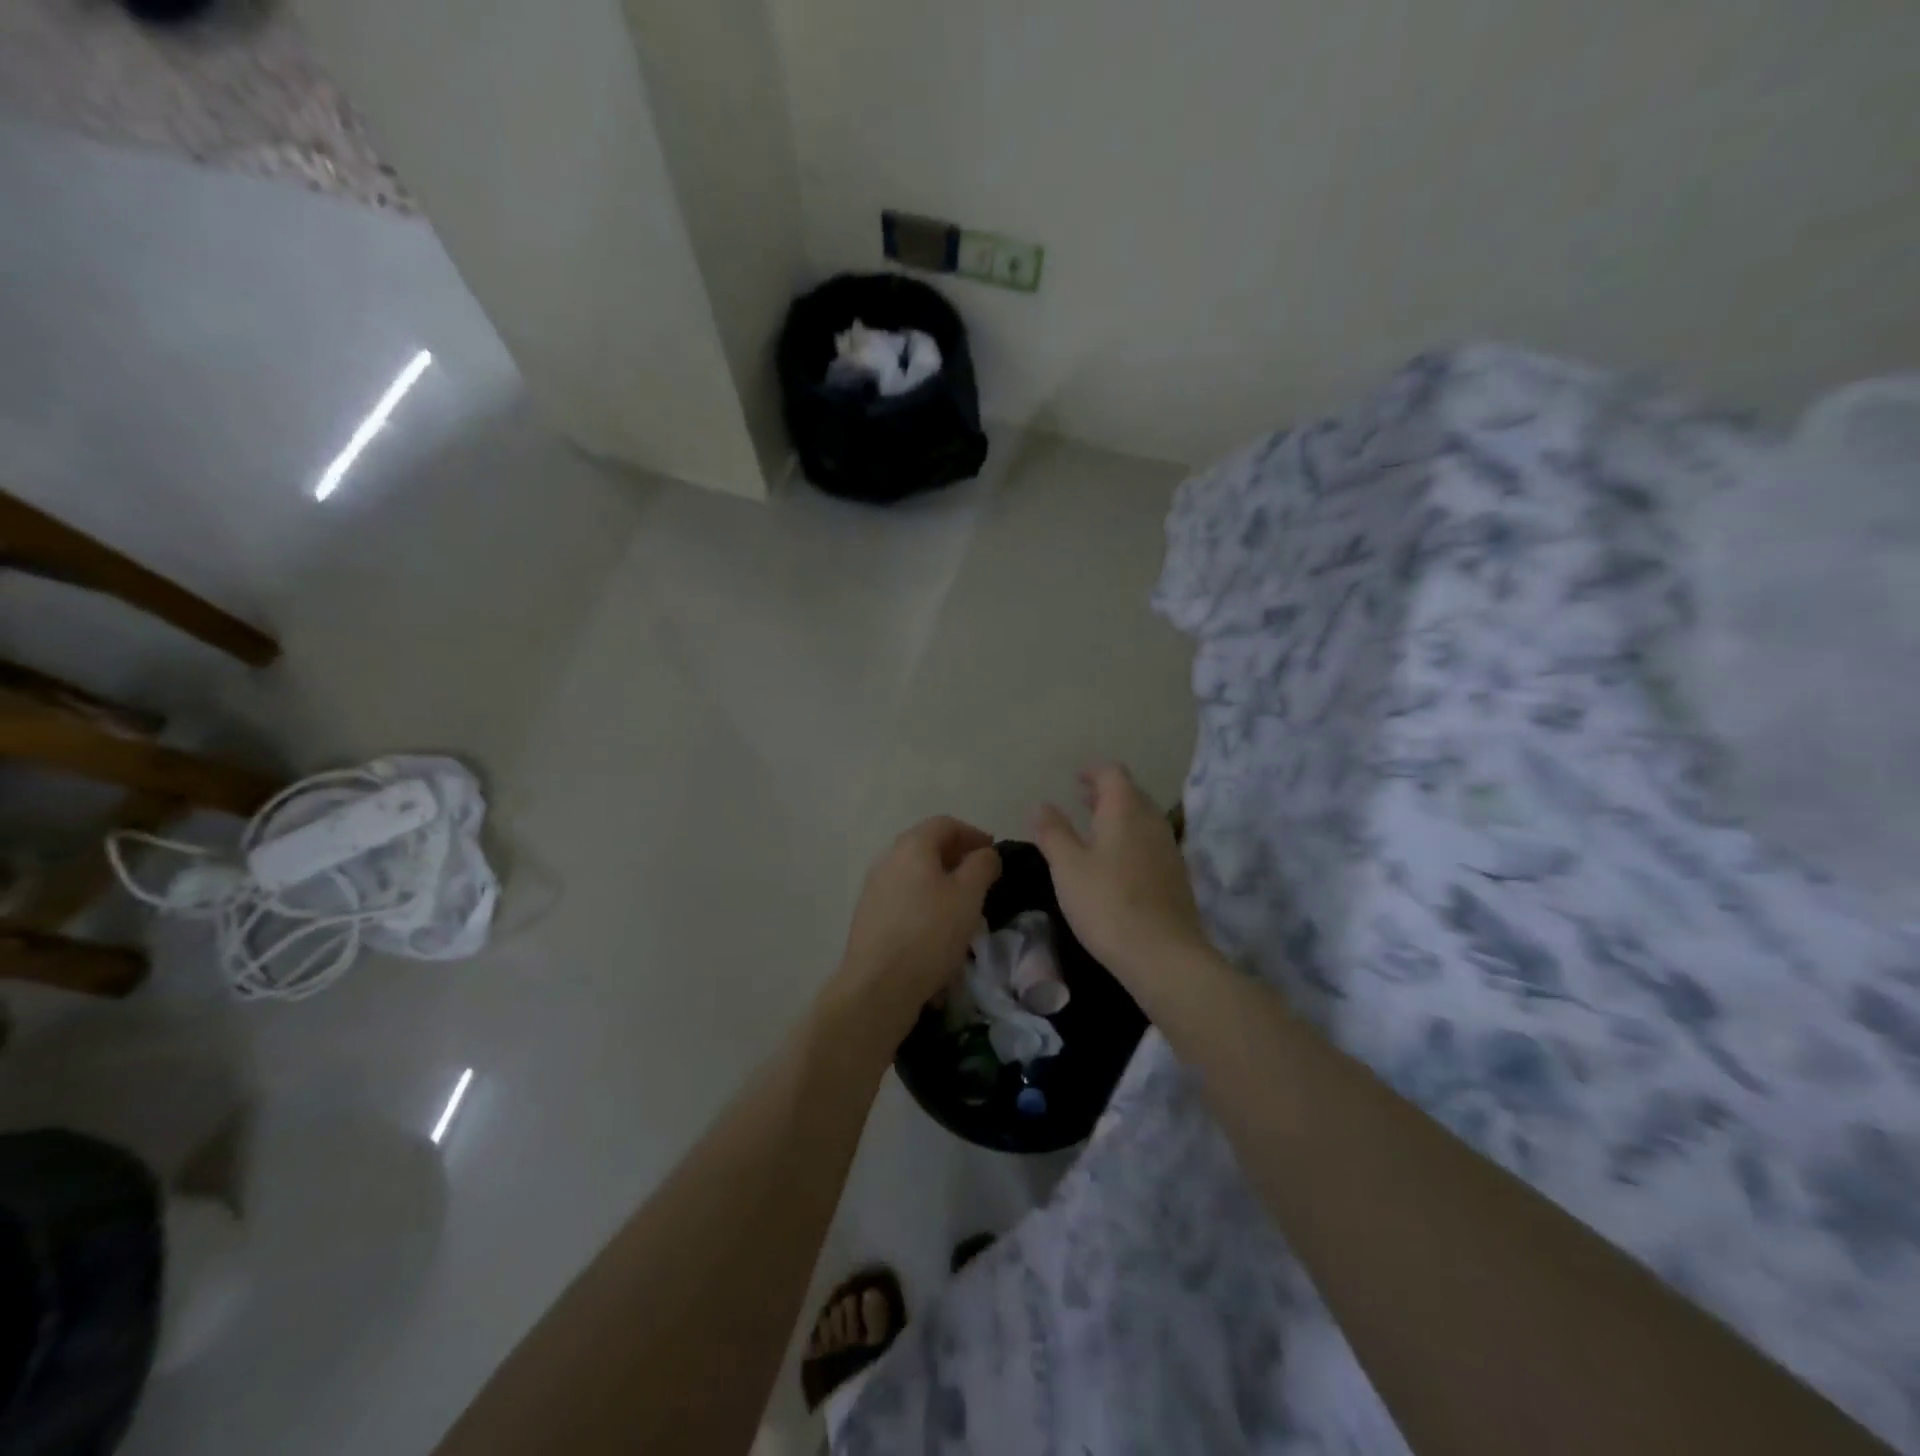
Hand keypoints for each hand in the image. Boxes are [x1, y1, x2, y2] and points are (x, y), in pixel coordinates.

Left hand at [834, 817, 1000, 1039]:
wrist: (878, 984)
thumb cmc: (930, 933)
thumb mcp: (969, 895)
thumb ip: (982, 865)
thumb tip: (985, 853)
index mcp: (912, 846)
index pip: (945, 824)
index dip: (973, 833)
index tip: (993, 852)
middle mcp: (888, 858)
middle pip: (926, 844)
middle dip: (956, 854)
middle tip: (980, 874)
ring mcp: (874, 887)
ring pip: (913, 870)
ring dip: (939, 876)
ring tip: (961, 900)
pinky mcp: (869, 914)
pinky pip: (902, 893)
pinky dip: (923, 896)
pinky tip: (936, 921)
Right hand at [1035, 765, 1208, 984]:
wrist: (1164, 955)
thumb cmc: (1107, 903)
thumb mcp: (1068, 867)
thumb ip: (1053, 832)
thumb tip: (1041, 804)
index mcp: (1126, 810)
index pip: (1113, 774)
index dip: (1093, 772)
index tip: (1075, 779)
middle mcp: (1152, 822)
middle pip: (1131, 794)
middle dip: (1106, 794)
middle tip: (1081, 800)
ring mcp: (1169, 849)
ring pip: (1142, 820)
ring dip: (1119, 818)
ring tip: (1094, 830)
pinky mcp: (1176, 877)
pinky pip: (1150, 844)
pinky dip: (1130, 840)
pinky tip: (1115, 864)